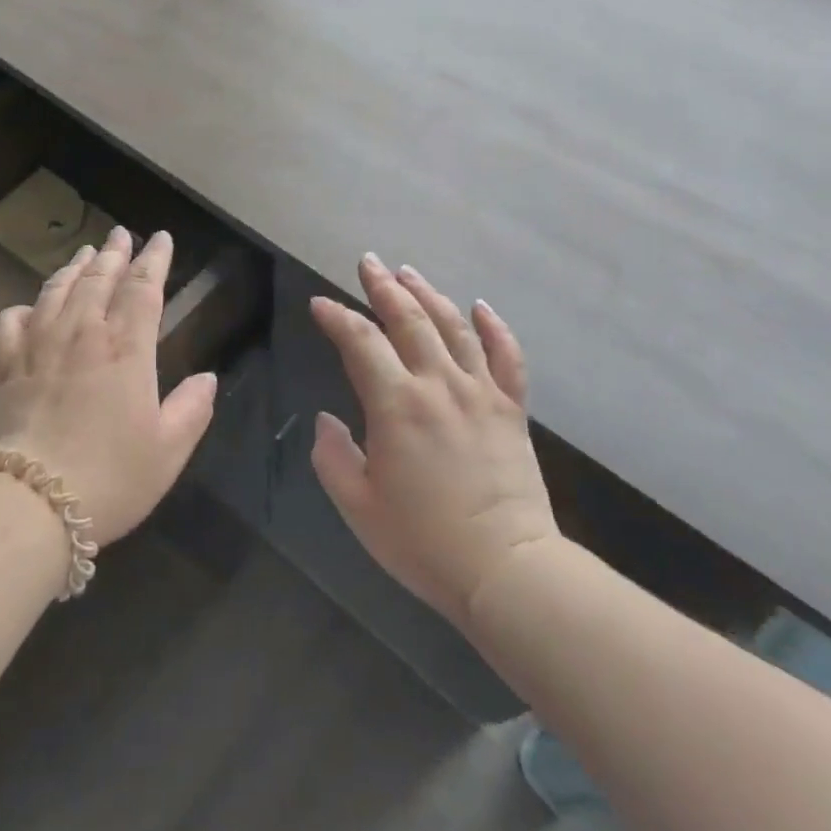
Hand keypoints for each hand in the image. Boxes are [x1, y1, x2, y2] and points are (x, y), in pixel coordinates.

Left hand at [0, 226, 217, 546]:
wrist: (29, 501)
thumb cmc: (110, 477)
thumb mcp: (168, 450)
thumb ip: (192, 409)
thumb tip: (207, 378)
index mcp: (126, 349)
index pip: (143, 289)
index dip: (154, 260)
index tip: (160, 238)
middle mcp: (82, 335)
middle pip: (99, 280)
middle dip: (114, 253)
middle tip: (121, 234)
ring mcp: (38, 346)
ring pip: (57, 291)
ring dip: (74, 268)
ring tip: (86, 253)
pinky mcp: (4, 366)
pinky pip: (11, 322)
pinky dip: (23, 308)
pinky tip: (30, 308)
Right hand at [309, 255, 558, 627]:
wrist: (506, 569)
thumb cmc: (423, 541)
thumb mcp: (358, 505)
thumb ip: (333, 456)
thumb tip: (327, 420)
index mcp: (396, 404)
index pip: (360, 342)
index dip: (336, 318)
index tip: (320, 305)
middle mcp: (438, 384)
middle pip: (408, 319)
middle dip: (383, 287)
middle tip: (368, 262)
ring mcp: (480, 393)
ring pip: (453, 327)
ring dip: (428, 294)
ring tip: (409, 273)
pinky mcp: (511, 409)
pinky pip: (506, 357)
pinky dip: (494, 327)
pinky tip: (480, 306)